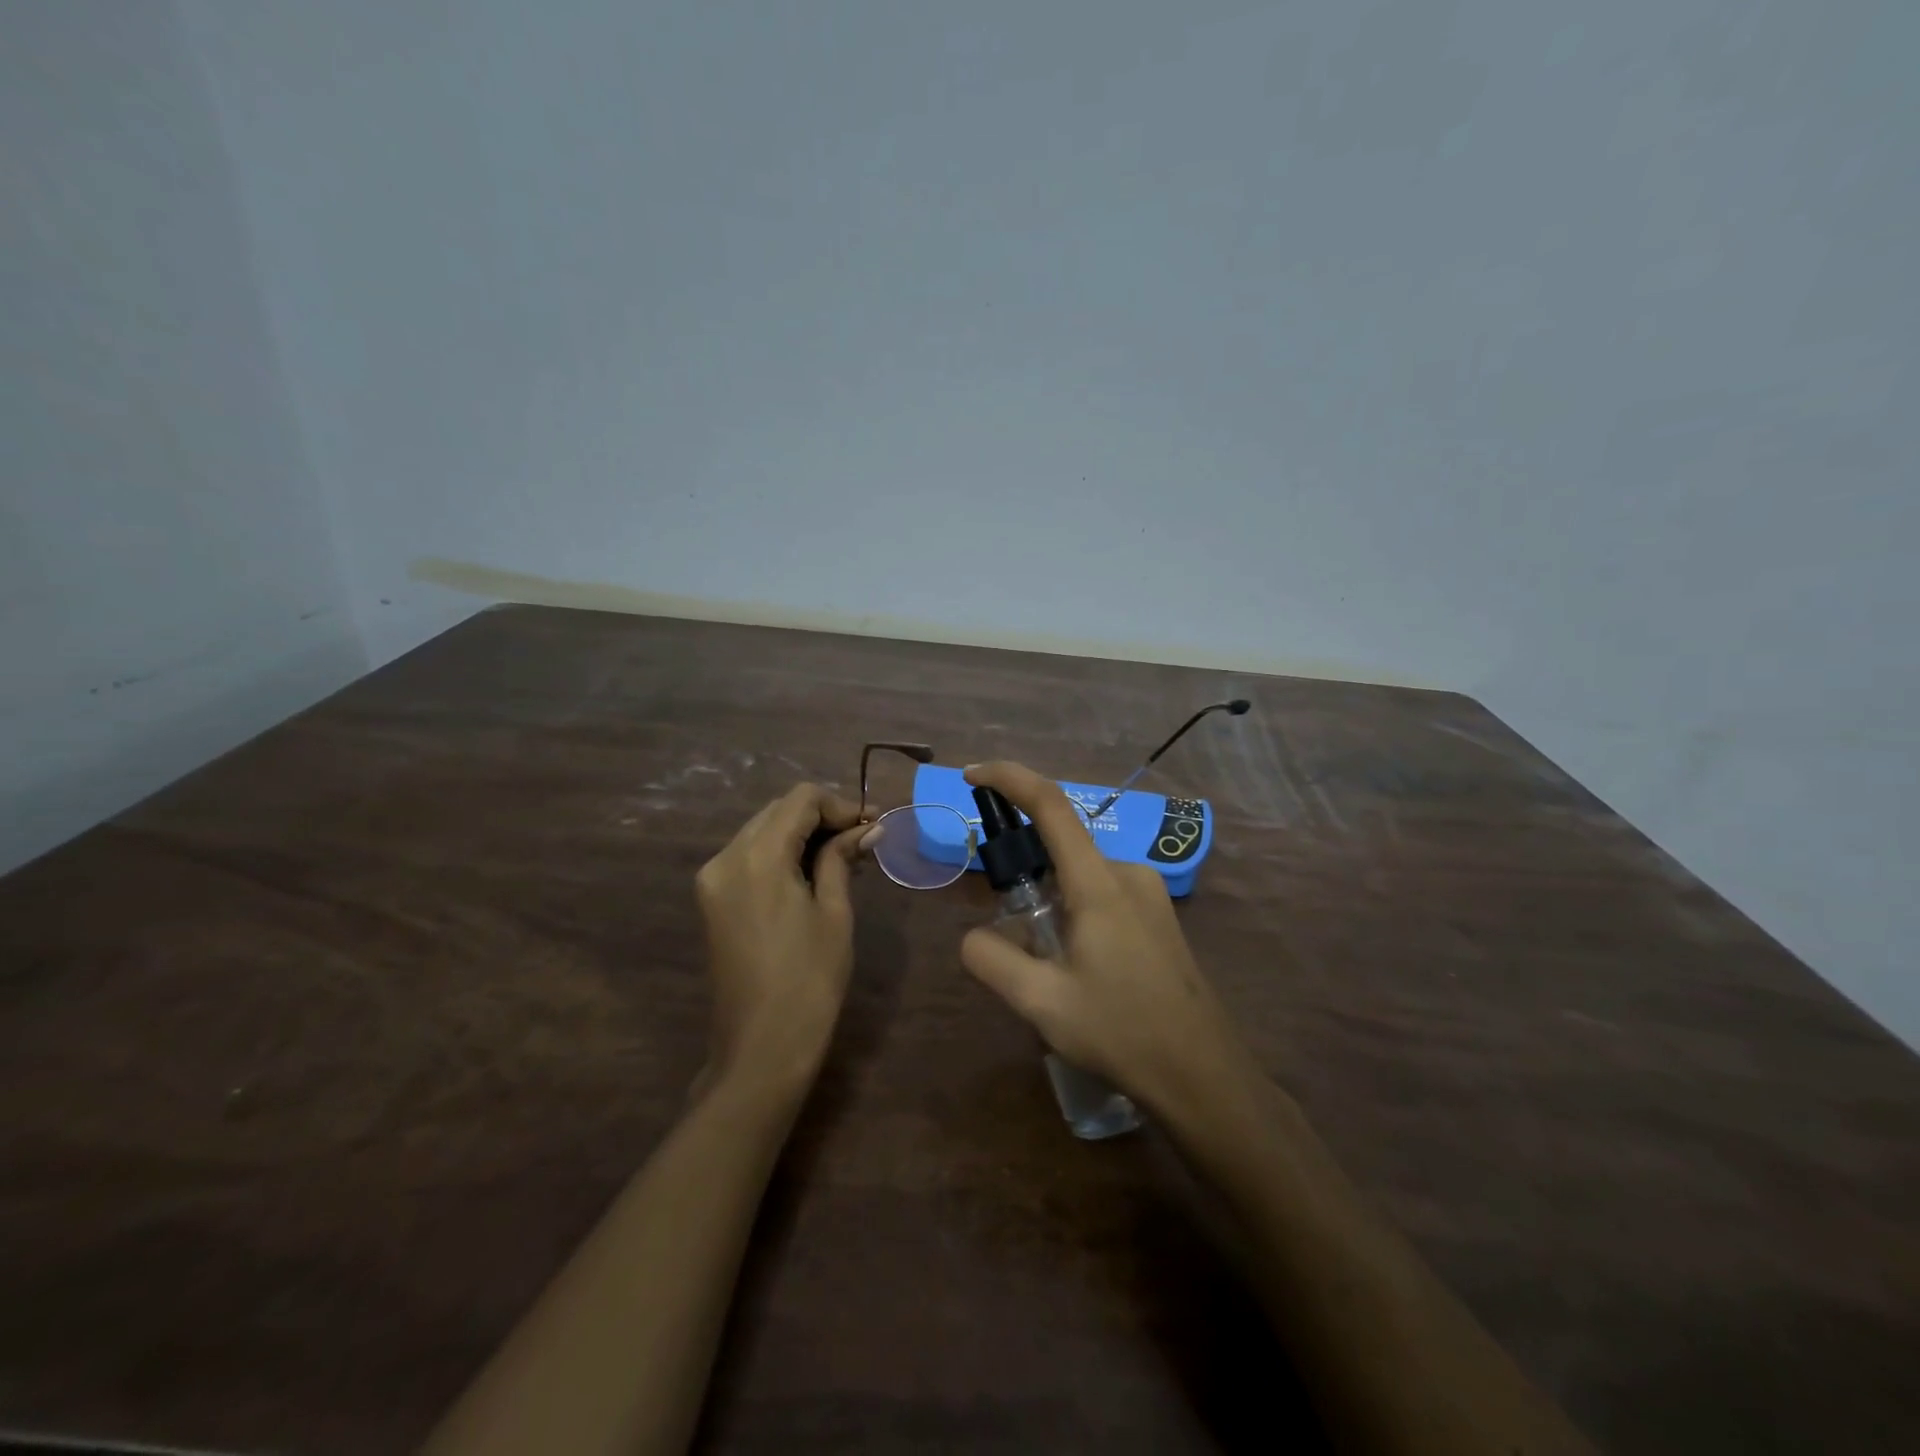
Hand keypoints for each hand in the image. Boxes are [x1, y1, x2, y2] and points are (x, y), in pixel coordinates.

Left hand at [694, 784, 867, 1101]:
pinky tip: (812, 871)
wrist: (761, 1048)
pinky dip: (781, 853)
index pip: (800, 800)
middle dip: (821, 817)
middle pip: (778, 811)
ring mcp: (713, 879)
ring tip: (844, 855)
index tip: (872, 826)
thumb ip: (842, 858)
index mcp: (756, 856)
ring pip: (762, 830)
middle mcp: (725, 857)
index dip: (840, 804)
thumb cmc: (809, 980)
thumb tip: (867, 828)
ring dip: (802, 834)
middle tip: (863, 838)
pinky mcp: (712, 899)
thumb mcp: (834, 912)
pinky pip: (749, 856)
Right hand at [958, 761, 1257, 1116]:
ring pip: (1079, 877)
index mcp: (1099, 883)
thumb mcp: (1041, 1003)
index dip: (1009, 778)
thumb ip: (992, 960)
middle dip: (1022, 870)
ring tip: (1043, 966)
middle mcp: (1127, 874)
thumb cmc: (1122, 1032)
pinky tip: (1075, 969)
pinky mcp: (1158, 917)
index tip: (973, 775)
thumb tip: (972, 937)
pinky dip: (1072, 913)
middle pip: (1060, 847)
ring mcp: (1148, 895)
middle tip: (1004, 925)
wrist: (1204, 1075)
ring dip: (1048, 902)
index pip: (1050, 806)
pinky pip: (1101, 896)